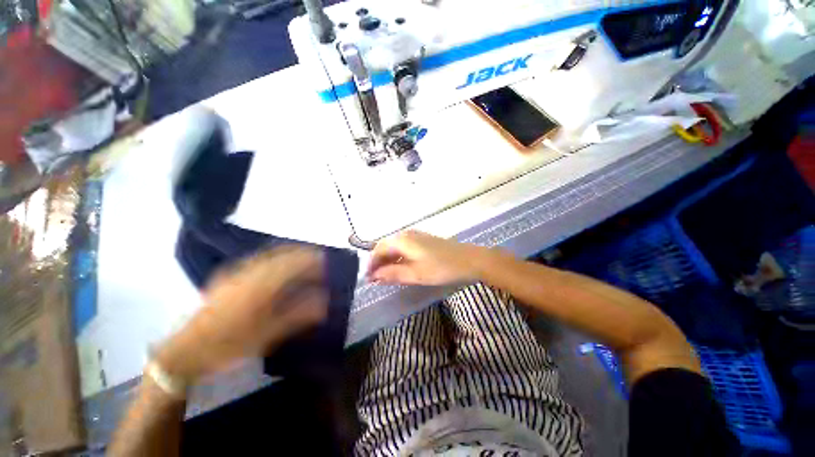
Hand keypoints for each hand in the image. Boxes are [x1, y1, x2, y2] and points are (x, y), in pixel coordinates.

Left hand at [156, 246, 327, 381]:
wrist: (185, 352)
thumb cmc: (228, 345)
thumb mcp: (267, 335)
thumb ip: (297, 315)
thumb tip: (323, 303)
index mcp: (259, 287)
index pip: (291, 264)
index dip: (309, 260)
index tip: (324, 260)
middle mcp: (247, 274)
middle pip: (281, 255)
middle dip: (301, 253)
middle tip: (317, 256)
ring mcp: (234, 273)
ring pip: (268, 254)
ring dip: (288, 252)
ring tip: (302, 256)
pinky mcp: (227, 277)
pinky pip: (257, 259)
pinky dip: (273, 256)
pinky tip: (277, 263)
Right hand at [366, 230, 483, 285]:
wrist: (469, 260)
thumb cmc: (441, 267)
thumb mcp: (415, 274)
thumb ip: (393, 274)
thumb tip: (375, 276)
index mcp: (402, 240)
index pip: (378, 250)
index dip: (371, 264)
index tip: (367, 279)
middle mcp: (406, 234)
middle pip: (385, 247)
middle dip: (378, 262)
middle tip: (374, 279)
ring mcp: (416, 236)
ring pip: (395, 247)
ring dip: (388, 260)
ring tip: (384, 276)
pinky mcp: (423, 241)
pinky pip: (404, 247)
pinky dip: (398, 258)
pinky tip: (399, 268)